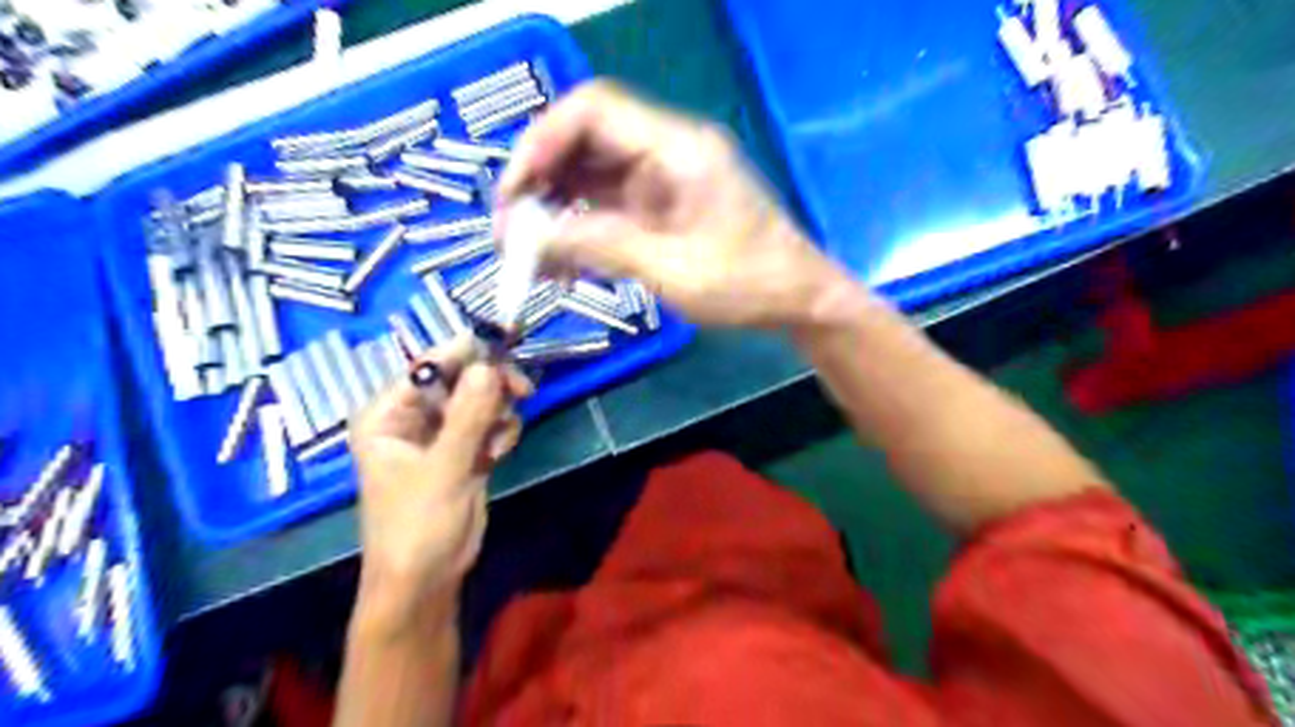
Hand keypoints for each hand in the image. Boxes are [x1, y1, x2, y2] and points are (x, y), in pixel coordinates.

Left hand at [349, 346, 530, 625]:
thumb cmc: (417, 526)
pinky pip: (488, 423)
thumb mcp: (443, 469)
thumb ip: (468, 417)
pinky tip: (498, 453)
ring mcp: (440, 434)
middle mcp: (412, 418)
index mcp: (388, 414)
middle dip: (490, 384)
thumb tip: (488, 366)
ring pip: (479, 399)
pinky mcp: (463, 451)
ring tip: (499, 441)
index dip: (465, 352)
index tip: (505, 342)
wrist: (426, 580)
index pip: (428, 367)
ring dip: (497, 412)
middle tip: (522, 390)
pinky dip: (500, 431)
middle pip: (460, 379)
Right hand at [497, 81, 851, 329]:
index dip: (543, 141)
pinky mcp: (663, 206)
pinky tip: (560, 256)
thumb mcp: (672, 270)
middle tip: (511, 225)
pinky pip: (609, 203)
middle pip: (587, 139)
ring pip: (593, 173)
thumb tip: (531, 239)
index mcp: (678, 148)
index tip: (514, 191)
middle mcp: (668, 151)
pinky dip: (580, 225)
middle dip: (542, 177)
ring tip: (527, 248)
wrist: (797, 300)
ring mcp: (665, 179)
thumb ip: (601, 247)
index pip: (594, 111)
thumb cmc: (747, 285)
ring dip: (556, 204)